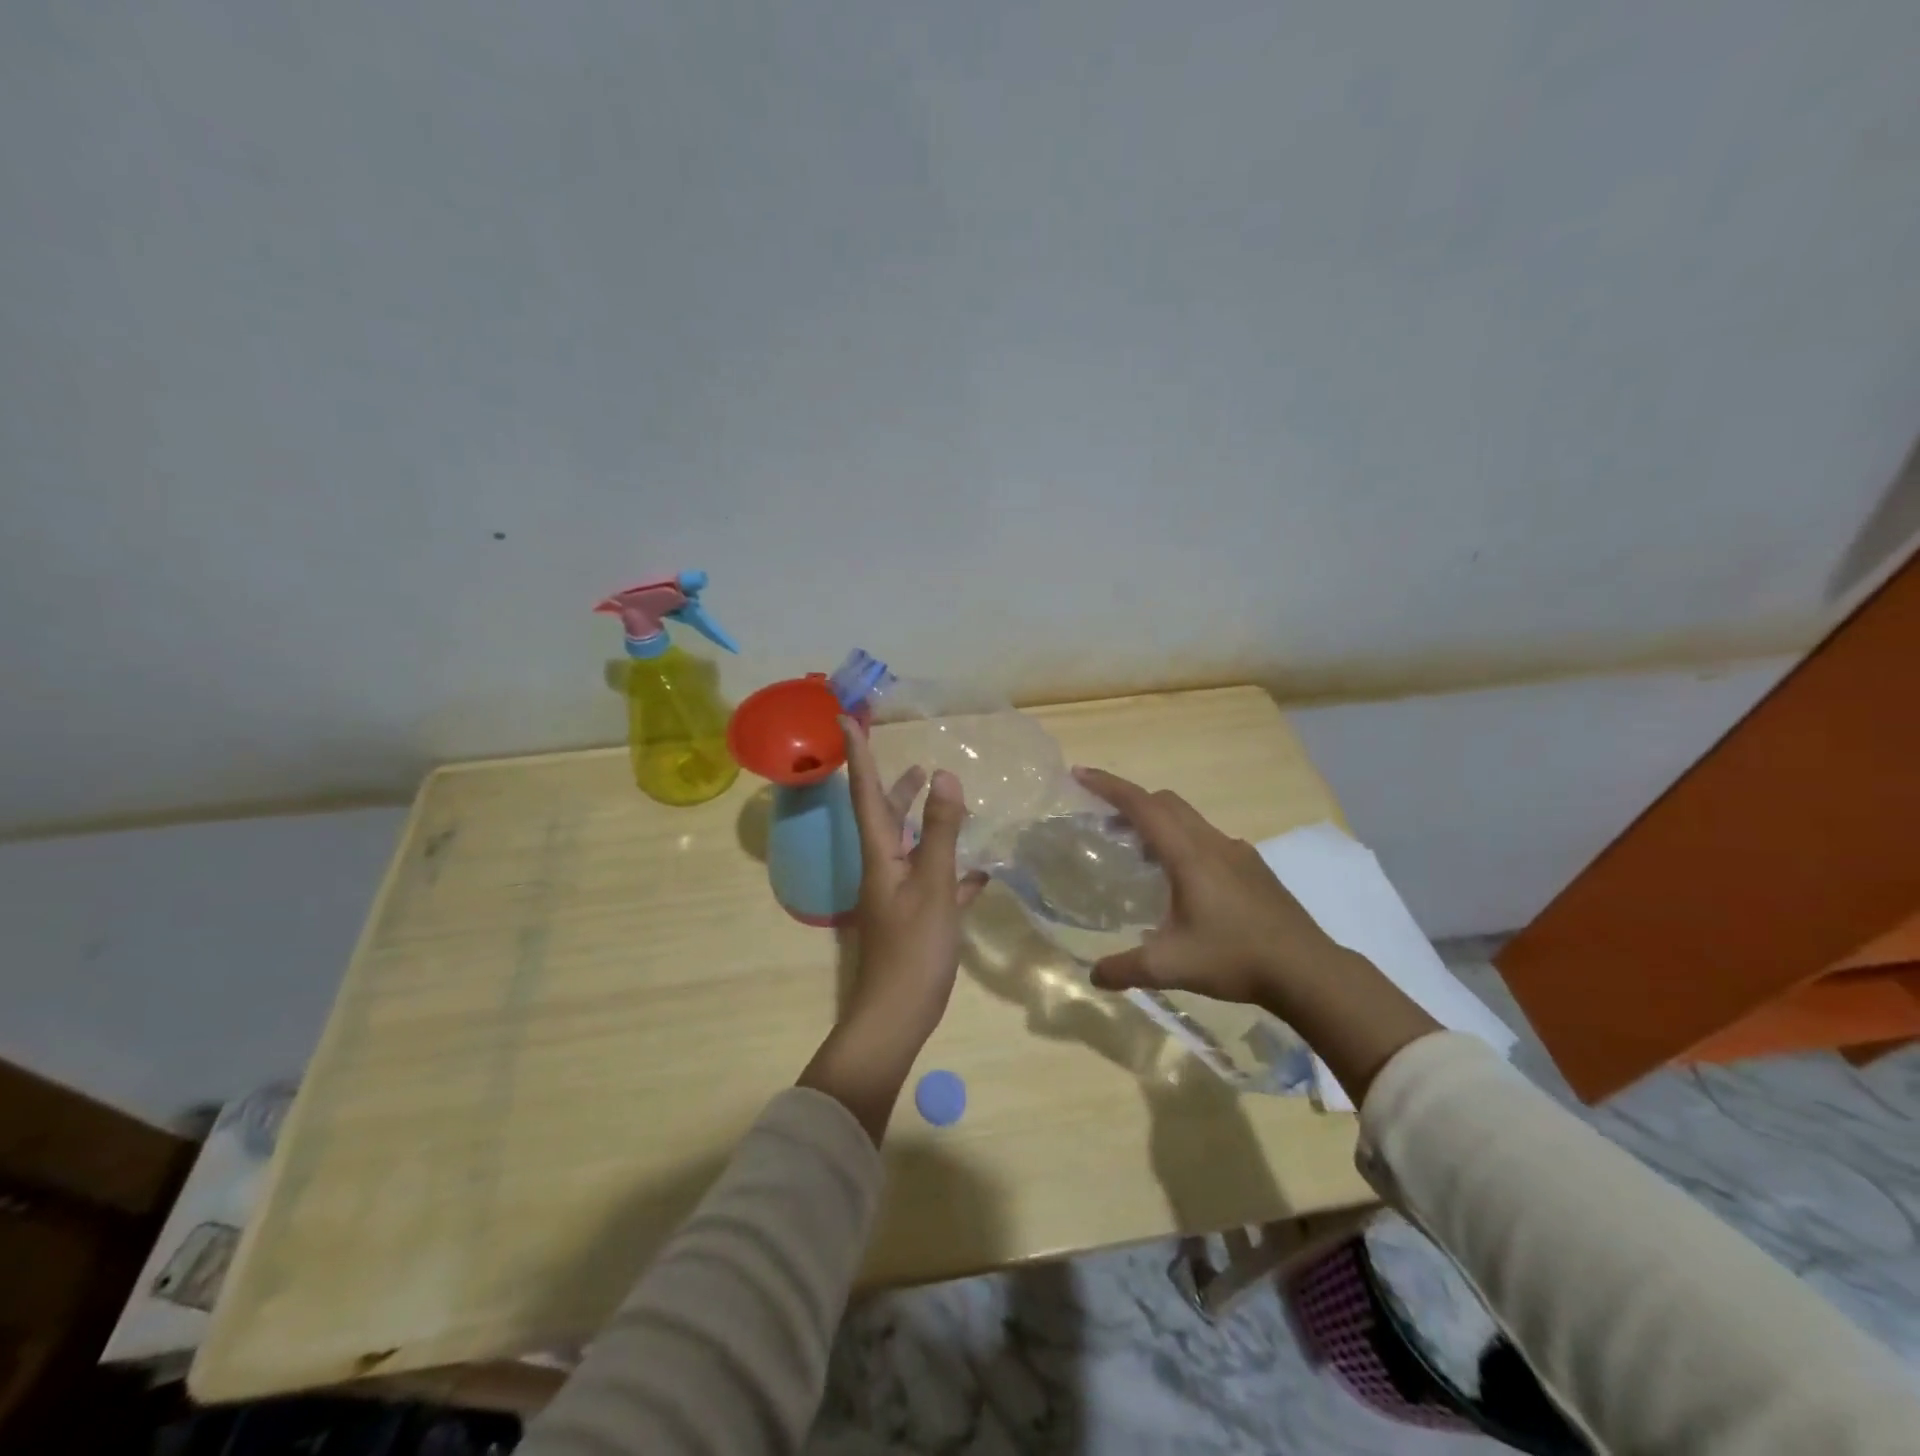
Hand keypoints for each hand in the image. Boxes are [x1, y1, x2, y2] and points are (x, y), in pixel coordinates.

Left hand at [839, 717, 989, 1039]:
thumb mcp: (933, 885)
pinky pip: (934, 881)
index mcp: (880, 854)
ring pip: (912, 847)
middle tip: (914, 761)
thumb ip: (942, 832)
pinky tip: (979, 870)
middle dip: (895, 787)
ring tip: (944, 800)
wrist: (898, 1015)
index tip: (846, 717)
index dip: (859, 754)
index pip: (866, 792)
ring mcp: (899, 894)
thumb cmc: (914, 948)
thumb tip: (945, 777)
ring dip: (925, 821)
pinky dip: (953, 868)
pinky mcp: (916, 918)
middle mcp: (884, 868)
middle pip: (886, 817)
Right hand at [1072, 766, 1441, 1102]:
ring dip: (1158, 824)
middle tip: (1103, 822)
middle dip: (1130, 802)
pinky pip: (1208, 840)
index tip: (1080, 774)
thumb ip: (1125, 968)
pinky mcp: (1254, 869)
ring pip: (1189, 820)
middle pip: (1165, 803)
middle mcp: (1212, 843)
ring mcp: (1238, 853)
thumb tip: (1093, 975)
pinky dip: (1183, 843)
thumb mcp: (1170, 967)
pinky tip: (1183, 883)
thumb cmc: (1235, 958)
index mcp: (1188, 855)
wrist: (1308, 970)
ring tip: (1138, 854)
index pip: (1141, 805)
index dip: (1108, 786)